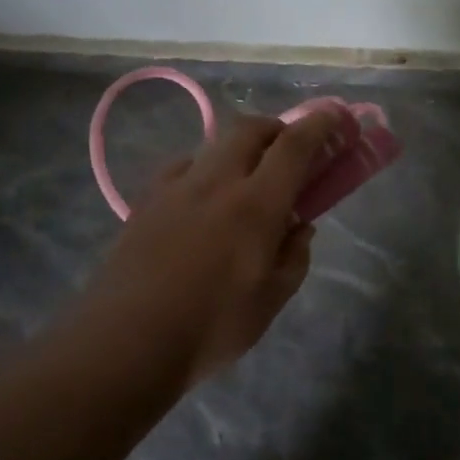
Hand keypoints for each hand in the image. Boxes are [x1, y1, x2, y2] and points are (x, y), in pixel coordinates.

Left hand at [79, 108, 349, 388]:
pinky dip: (204, 169)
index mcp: (256, 204)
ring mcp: (176, 187)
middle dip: (276, 128)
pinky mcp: (147, 201)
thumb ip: (294, 256)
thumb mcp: (271, 300)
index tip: (334, 118)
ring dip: (239, 148)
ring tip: (245, 179)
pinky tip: (202, 198)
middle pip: (250, 129)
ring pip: (214, 145)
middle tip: (288, 150)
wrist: (126, 341)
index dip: (318, 125)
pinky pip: (183, 168)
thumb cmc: (211, 327)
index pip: (294, 146)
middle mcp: (217, 182)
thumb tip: (299, 227)